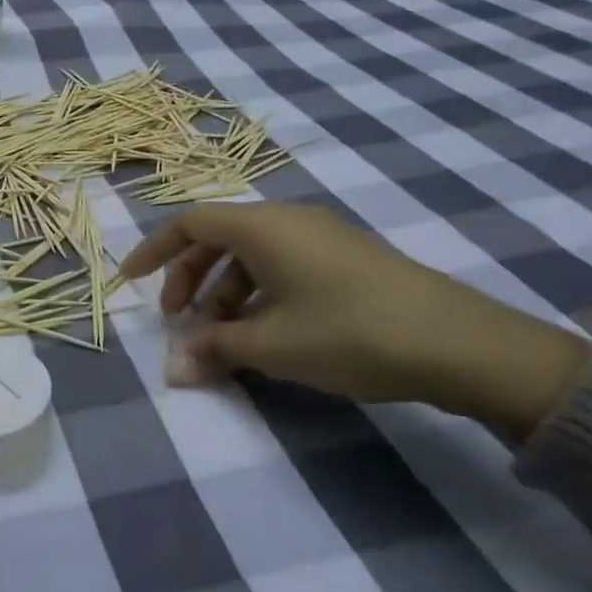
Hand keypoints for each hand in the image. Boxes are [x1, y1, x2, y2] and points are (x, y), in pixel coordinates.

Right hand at [119, 202, 588, 438]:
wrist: (458, 343)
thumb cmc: (348, 332)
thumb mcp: (271, 345)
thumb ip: (214, 350)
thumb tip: (172, 371)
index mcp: (262, 226)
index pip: (189, 223)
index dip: (155, 251)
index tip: (133, 283)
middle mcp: (288, 219)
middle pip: (218, 238)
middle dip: (190, 279)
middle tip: (180, 323)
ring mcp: (321, 237)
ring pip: (252, 255)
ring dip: (224, 293)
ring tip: (223, 339)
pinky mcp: (346, 258)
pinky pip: (282, 266)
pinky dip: (258, 294)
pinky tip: (266, 334)